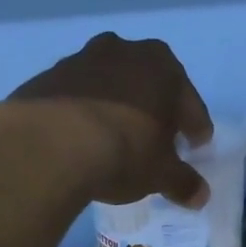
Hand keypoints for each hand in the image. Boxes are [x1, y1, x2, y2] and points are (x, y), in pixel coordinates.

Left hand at [0, 33, 215, 207]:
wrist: (47, 145)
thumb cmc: (123, 151)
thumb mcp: (160, 174)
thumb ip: (183, 182)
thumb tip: (200, 195)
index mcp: (161, 65)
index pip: (188, 100)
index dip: (195, 126)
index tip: (196, 146)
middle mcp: (122, 51)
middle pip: (147, 83)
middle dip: (155, 109)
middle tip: (157, 140)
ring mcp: (79, 60)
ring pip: (109, 86)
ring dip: (116, 107)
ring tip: (116, 139)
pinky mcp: (45, 78)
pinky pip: (75, 97)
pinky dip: (83, 114)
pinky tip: (81, 139)